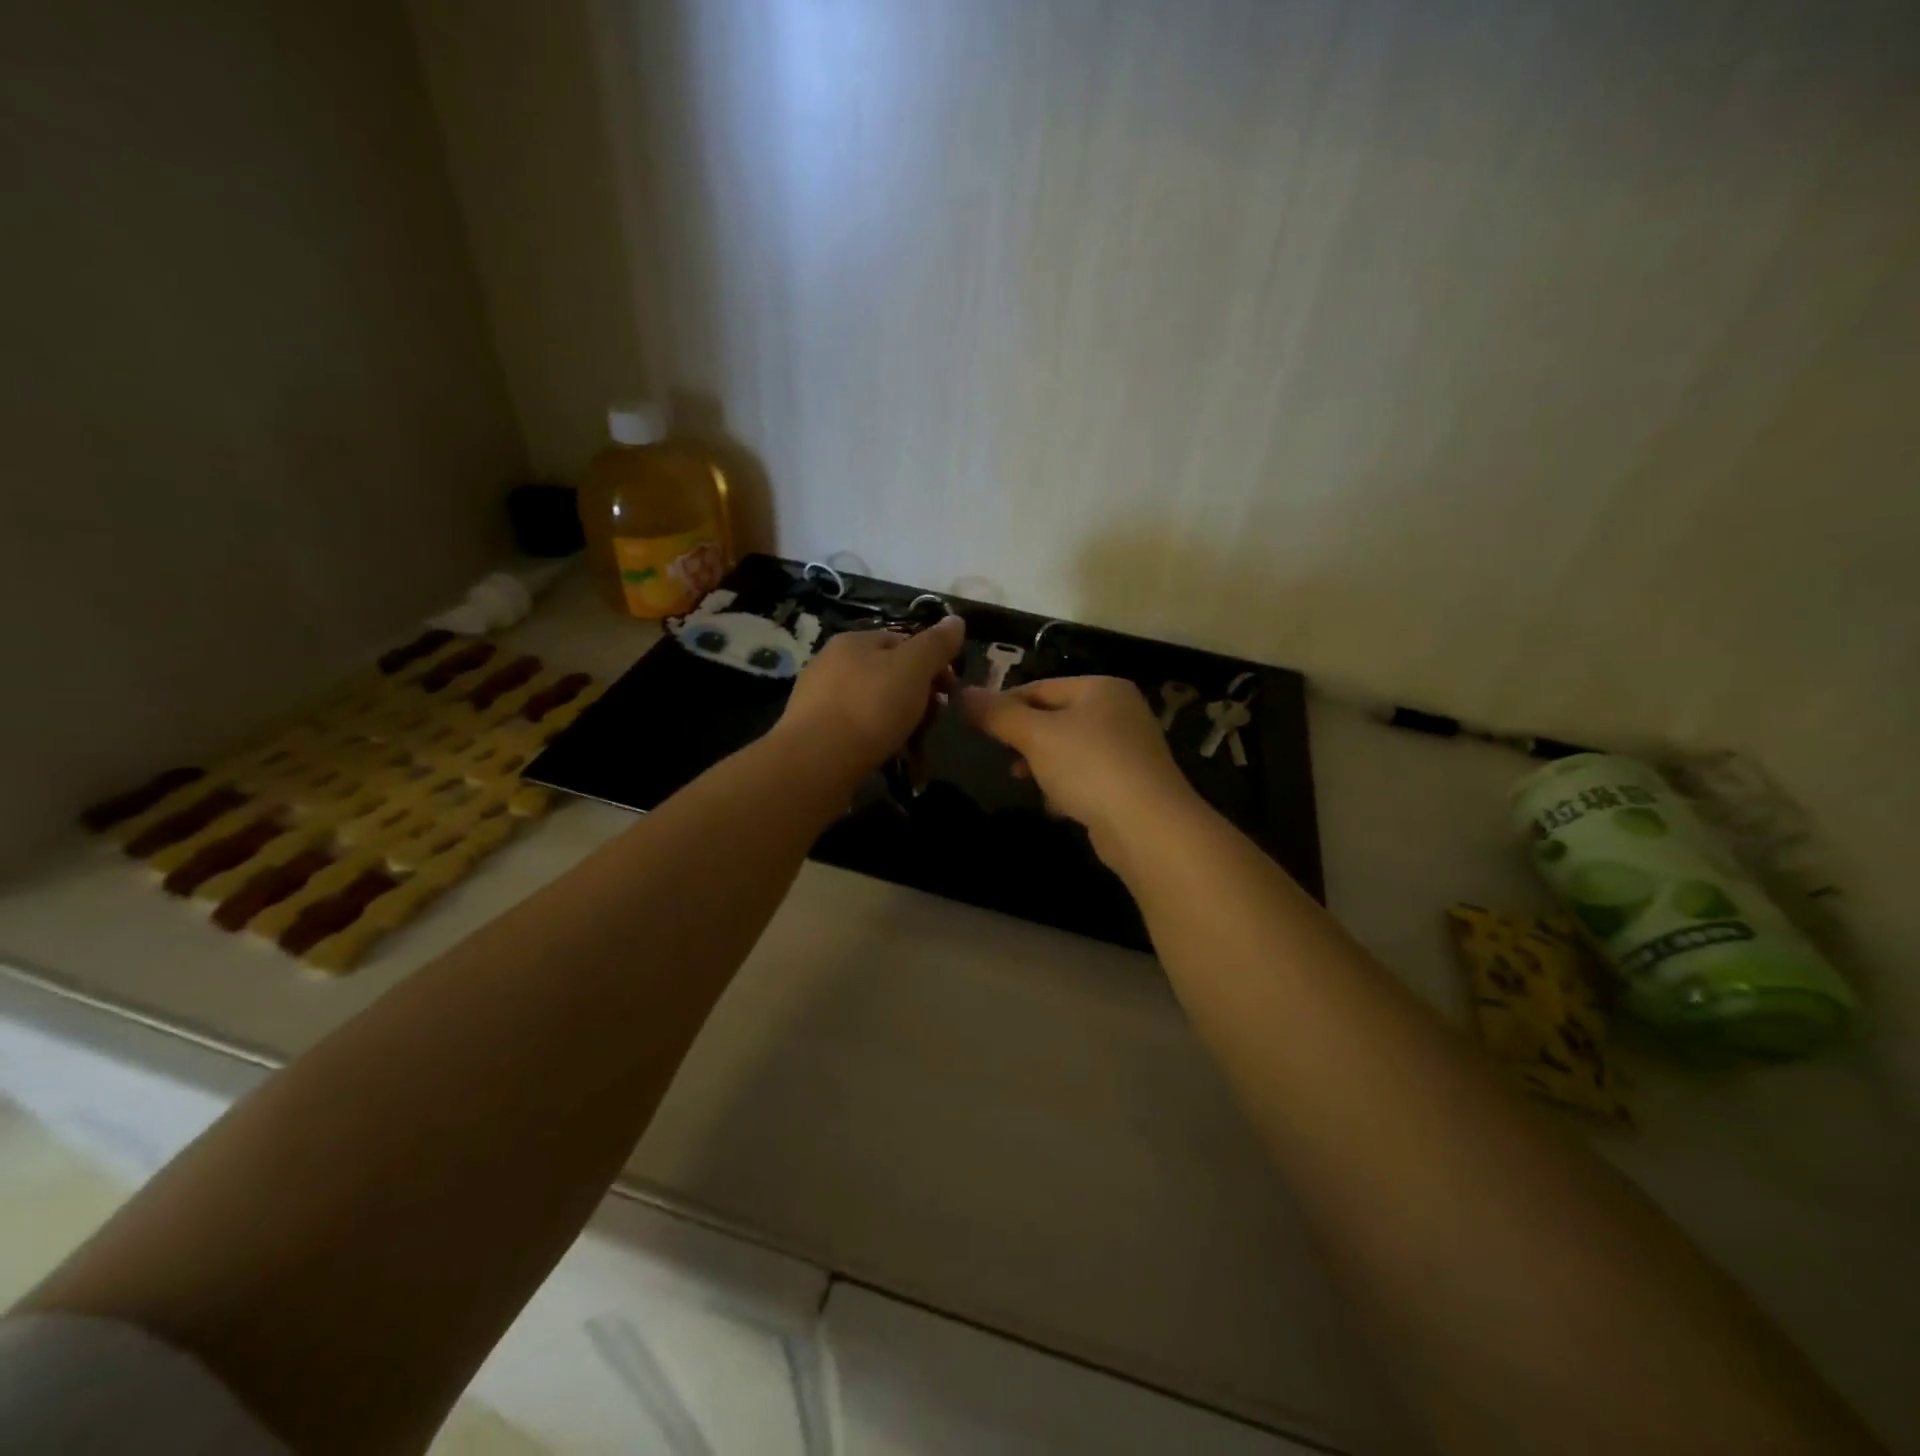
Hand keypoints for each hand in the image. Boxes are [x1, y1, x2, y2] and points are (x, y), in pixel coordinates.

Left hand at [774, 617, 965, 783]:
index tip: (950, 692)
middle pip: (890, 677)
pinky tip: (891, 761)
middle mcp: (832, 665)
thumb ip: (936, 645)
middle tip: (932, 725)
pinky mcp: (816, 736)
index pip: (903, 642)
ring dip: (902, 727)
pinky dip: (879, 744)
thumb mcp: (913, 668)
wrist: (816, 763)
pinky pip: (859, 734)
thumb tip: (956, 620)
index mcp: (853, 642)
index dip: (933, 664)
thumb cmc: (870, 707)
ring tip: (915, 752)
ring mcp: (820, 702)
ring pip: (876, 708)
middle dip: (918, 700)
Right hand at [961, 676, 1200, 866]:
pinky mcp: (1131, 783)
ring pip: (1070, 749)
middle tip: (1001, 756)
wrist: (1148, 826)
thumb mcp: (1035, 735)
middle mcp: (1119, 711)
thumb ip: (998, 714)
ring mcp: (1129, 749)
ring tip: (1022, 780)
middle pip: (1056, 718)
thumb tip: (962, 693)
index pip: (1040, 687)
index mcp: (1101, 688)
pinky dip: (1067, 787)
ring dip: (1043, 765)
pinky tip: (1055, 805)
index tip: (977, 726)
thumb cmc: (1088, 766)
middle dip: (1025, 739)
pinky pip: (1087, 776)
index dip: (1005, 704)